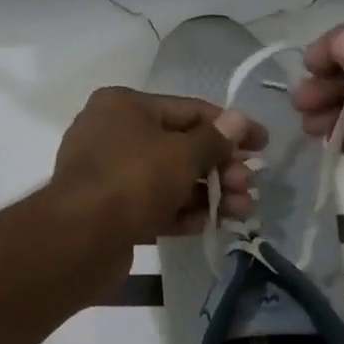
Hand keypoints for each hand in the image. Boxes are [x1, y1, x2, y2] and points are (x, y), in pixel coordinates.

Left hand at [53, 87, 266, 243]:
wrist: (79, 237)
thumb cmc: (133, 180)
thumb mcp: (182, 155)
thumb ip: (214, 139)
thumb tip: (239, 119)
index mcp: (123, 105)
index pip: (188, 110)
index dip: (229, 127)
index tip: (263, 144)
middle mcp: (111, 132)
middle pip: (178, 146)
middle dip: (219, 168)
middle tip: (249, 188)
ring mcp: (106, 172)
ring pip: (167, 178)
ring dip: (206, 193)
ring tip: (241, 211)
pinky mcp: (107, 208)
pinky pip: (150, 204)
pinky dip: (179, 212)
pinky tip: (206, 224)